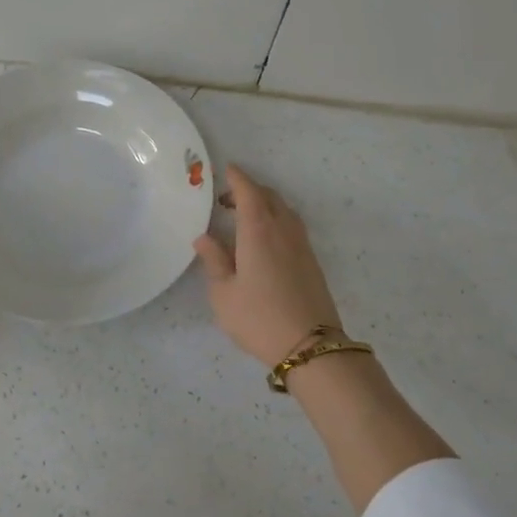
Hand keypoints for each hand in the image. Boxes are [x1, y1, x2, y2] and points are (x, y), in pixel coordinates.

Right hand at [193, 164, 343, 364]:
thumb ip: (214, 261)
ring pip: (284, 210)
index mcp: (258, 231)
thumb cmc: (258, 318)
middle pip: (269, 196)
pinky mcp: (312, 261)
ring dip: (264, 205)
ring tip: (244, 218)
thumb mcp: (223, 294)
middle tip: (226, 199)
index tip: (225, 169)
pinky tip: (264, 239)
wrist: (310, 346)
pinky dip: (276, 220)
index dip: (237, 178)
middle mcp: (283, 230)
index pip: (248, 192)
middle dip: (249, 190)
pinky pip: (292, 226)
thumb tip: (204, 237)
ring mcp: (302, 245)